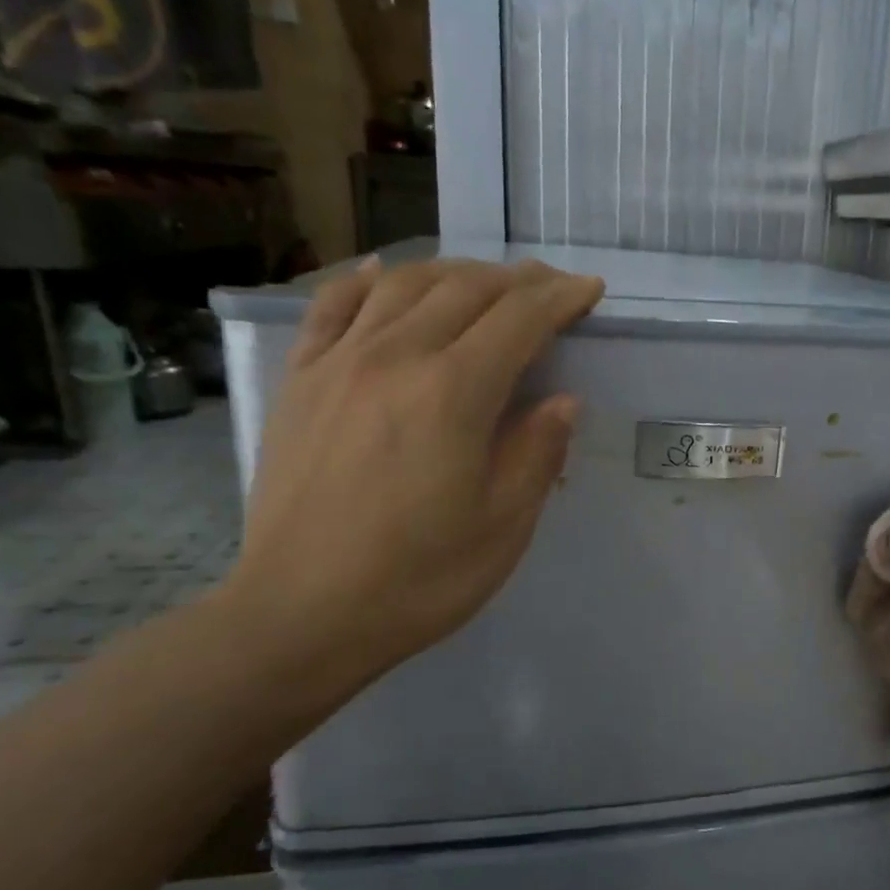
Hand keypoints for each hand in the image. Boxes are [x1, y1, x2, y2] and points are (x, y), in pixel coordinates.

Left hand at [219, 257, 603, 709]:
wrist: (299, 616)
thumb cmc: (418, 578)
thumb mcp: (504, 526)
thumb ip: (538, 451)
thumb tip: (562, 400)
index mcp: (453, 393)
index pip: (520, 318)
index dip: (562, 298)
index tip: (590, 291)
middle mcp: (395, 357)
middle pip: (466, 288)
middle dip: (519, 280)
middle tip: (550, 288)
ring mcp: (339, 363)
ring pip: (404, 284)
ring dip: (455, 273)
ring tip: (486, 284)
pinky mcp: (300, 380)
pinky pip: (332, 306)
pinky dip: (367, 280)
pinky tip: (385, 274)